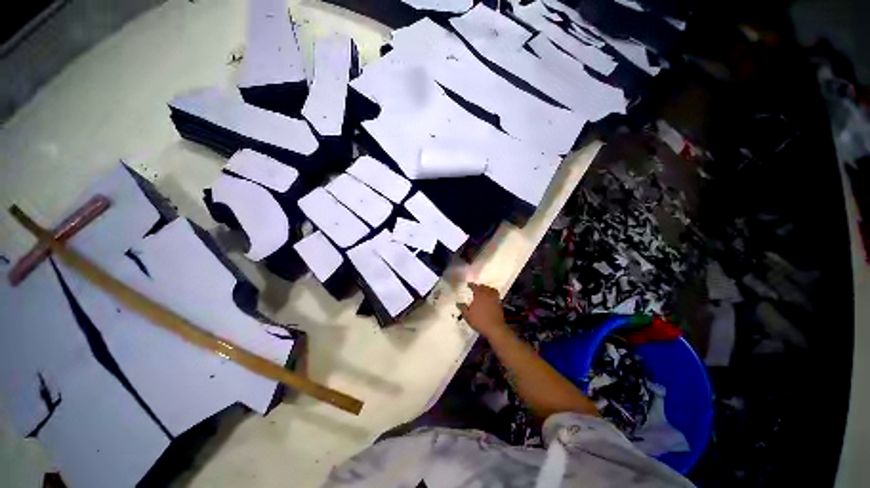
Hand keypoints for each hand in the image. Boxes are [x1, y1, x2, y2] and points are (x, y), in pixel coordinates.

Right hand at [457, 283, 507, 337]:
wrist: (494, 328)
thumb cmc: (479, 320)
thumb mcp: (467, 315)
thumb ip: (462, 308)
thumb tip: (458, 303)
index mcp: (479, 295)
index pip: (474, 286)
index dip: (471, 285)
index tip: (468, 284)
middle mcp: (487, 294)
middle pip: (483, 286)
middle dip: (479, 286)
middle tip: (476, 288)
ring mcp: (494, 298)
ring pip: (491, 289)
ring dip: (487, 288)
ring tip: (484, 291)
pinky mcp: (499, 303)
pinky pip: (496, 295)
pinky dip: (493, 293)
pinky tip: (490, 297)